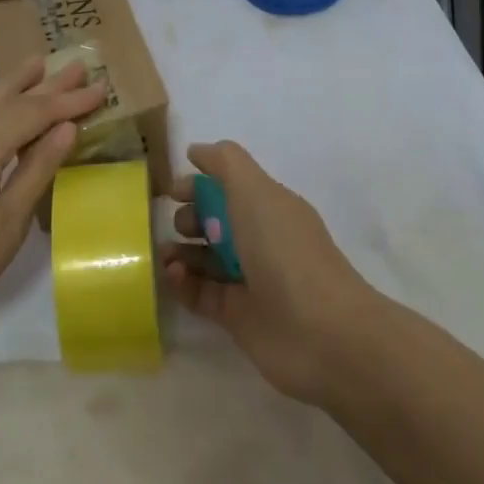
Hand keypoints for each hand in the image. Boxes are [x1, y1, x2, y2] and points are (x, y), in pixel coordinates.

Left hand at [0, 57, 105, 350]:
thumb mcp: (7, 221)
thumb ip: (36, 170)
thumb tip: (65, 128)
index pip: (34, 114)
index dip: (68, 102)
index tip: (100, 89)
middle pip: (7, 103)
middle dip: (44, 86)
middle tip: (76, 66)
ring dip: (9, 89)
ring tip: (32, 67)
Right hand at [161, 141, 383, 405]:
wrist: (320, 332)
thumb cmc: (284, 251)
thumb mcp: (255, 192)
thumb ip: (225, 164)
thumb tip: (196, 151)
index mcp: (269, 207)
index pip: (229, 187)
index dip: (200, 184)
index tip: (170, 190)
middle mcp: (260, 240)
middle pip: (214, 223)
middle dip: (188, 218)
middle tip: (178, 226)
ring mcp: (249, 280)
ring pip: (205, 259)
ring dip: (180, 252)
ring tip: (163, 254)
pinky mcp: (237, 316)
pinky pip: (201, 293)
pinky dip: (183, 284)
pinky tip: (172, 276)